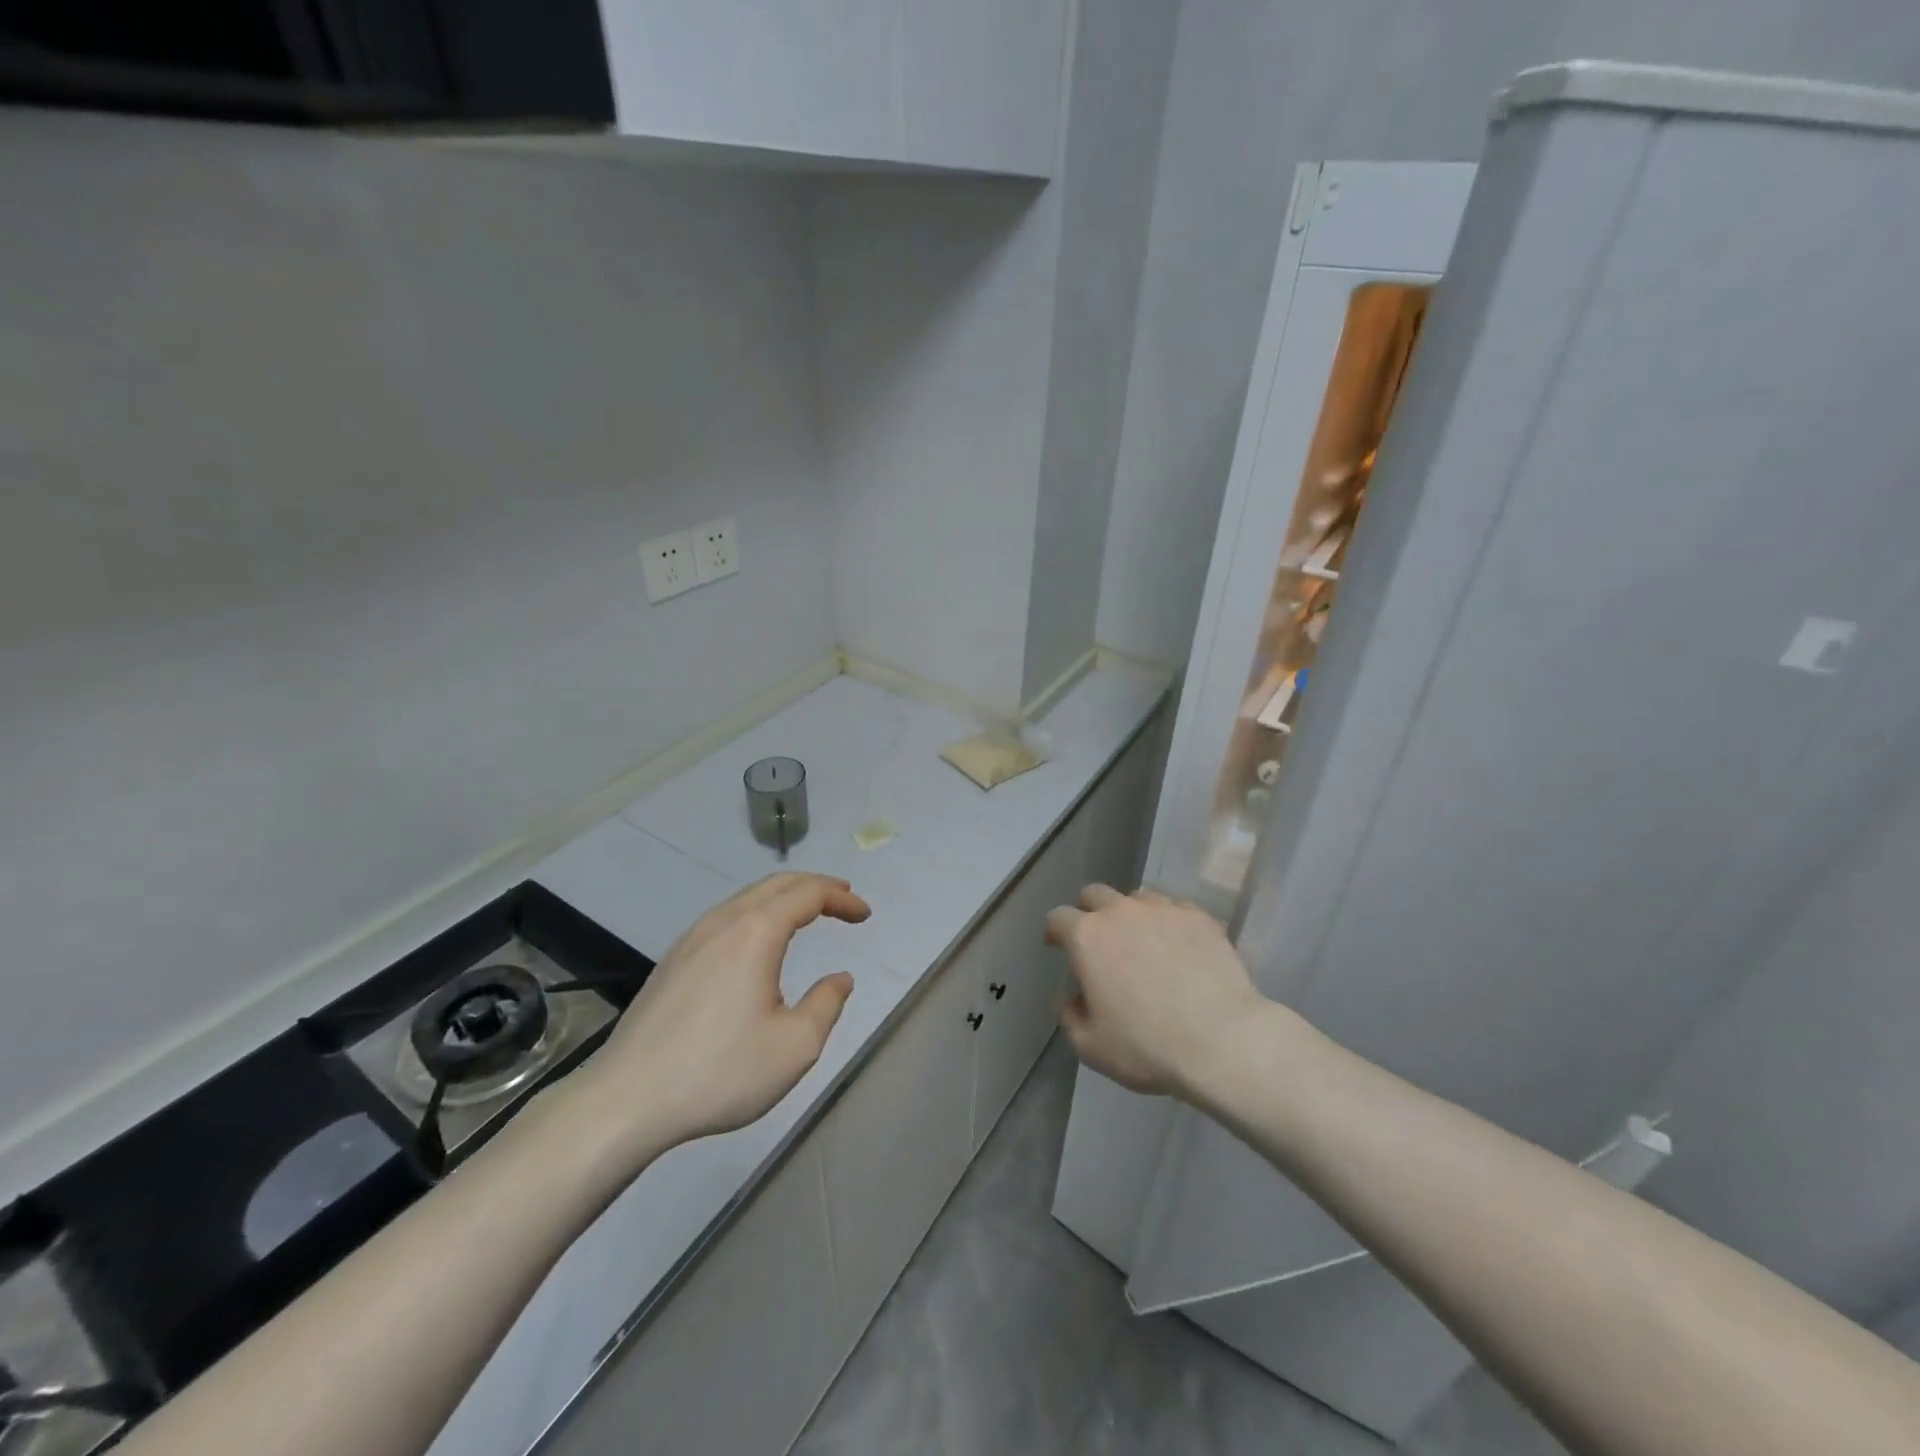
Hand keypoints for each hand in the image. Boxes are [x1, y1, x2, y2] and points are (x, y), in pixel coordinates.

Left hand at [573, 873, 869, 1156]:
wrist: (627, 1099)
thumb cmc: (719, 1071)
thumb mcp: (795, 1047)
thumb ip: (827, 1005)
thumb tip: (840, 979)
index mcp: (756, 933)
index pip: (808, 894)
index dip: (841, 898)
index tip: (864, 914)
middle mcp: (723, 922)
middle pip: (777, 884)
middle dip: (815, 886)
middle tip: (843, 897)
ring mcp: (692, 939)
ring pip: (747, 898)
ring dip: (784, 898)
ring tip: (807, 912)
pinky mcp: (673, 960)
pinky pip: (725, 917)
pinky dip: (756, 913)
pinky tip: (758, 940)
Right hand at [1046, 885, 1269, 1098]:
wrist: (1222, 1041)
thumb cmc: (1147, 1047)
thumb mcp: (1091, 1046)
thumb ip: (1070, 1016)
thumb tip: (1070, 998)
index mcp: (1087, 937)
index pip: (1058, 917)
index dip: (1055, 931)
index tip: (1057, 947)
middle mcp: (1121, 912)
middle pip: (1095, 894)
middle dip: (1089, 911)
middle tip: (1098, 940)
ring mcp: (1163, 910)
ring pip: (1137, 898)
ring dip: (1130, 915)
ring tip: (1142, 942)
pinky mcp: (1198, 917)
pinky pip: (1174, 909)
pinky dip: (1167, 923)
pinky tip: (1178, 947)